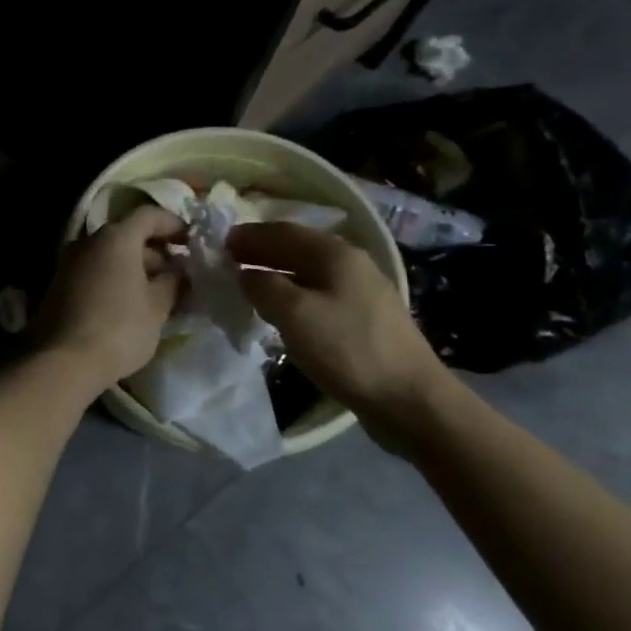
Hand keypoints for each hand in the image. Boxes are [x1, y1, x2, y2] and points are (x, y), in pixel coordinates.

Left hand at [36, 205, 185, 390]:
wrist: (64, 360)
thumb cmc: (120, 327)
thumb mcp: (157, 306)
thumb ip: (172, 282)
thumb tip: (177, 272)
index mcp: (115, 237)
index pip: (148, 215)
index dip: (173, 224)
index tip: (192, 241)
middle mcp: (88, 241)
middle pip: (127, 234)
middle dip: (155, 250)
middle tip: (178, 273)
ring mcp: (68, 261)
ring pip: (109, 254)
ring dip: (134, 266)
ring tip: (158, 292)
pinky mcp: (58, 284)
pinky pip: (94, 270)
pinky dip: (114, 278)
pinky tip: (130, 302)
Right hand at [227, 221, 446, 424]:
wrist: (410, 399)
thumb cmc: (347, 349)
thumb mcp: (293, 314)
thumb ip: (262, 286)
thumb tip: (246, 274)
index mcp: (335, 254)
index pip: (283, 231)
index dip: (250, 235)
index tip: (220, 243)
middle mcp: (351, 264)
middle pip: (297, 248)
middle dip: (261, 251)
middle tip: (229, 262)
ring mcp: (362, 292)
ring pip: (308, 272)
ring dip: (276, 273)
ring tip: (249, 285)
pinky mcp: (365, 319)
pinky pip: (319, 293)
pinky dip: (293, 293)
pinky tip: (282, 311)